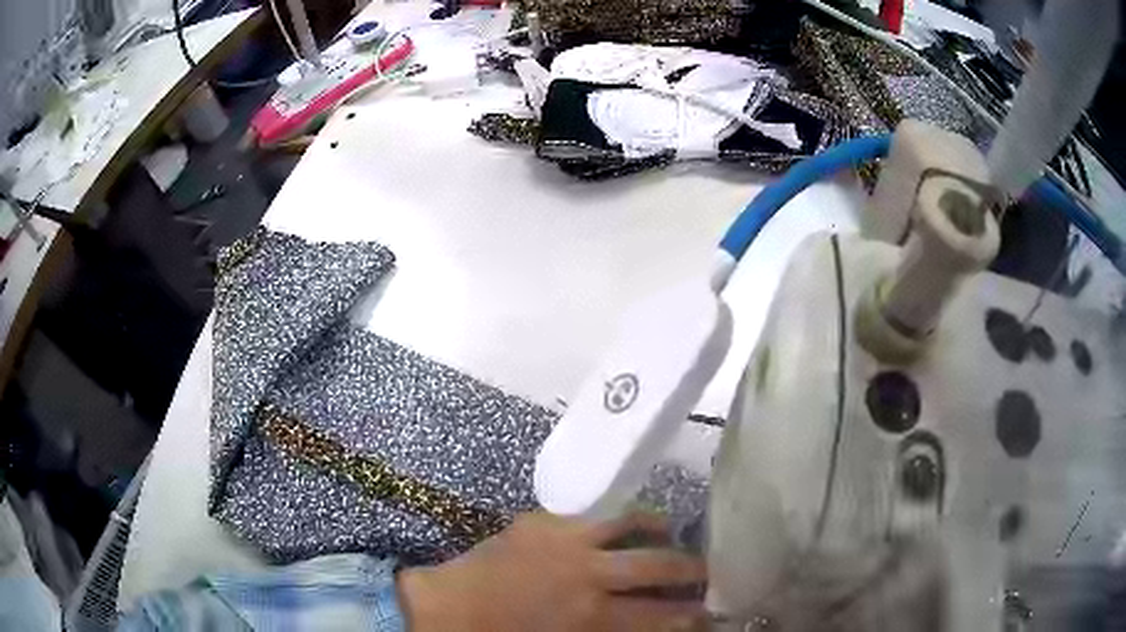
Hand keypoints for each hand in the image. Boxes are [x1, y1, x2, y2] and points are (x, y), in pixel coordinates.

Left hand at [398, 512, 707, 631]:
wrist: (450, 609)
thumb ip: (612, 630)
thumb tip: (646, 624)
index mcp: (594, 614)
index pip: (661, 615)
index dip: (692, 614)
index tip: (711, 612)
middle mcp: (589, 573)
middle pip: (657, 566)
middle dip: (691, 571)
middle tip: (711, 572)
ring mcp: (567, 541)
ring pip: (631, 525)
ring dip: (661, 533)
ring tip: (676, 536)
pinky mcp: (544, 522)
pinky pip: (595, 515)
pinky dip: (622, 519)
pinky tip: (632, 522)